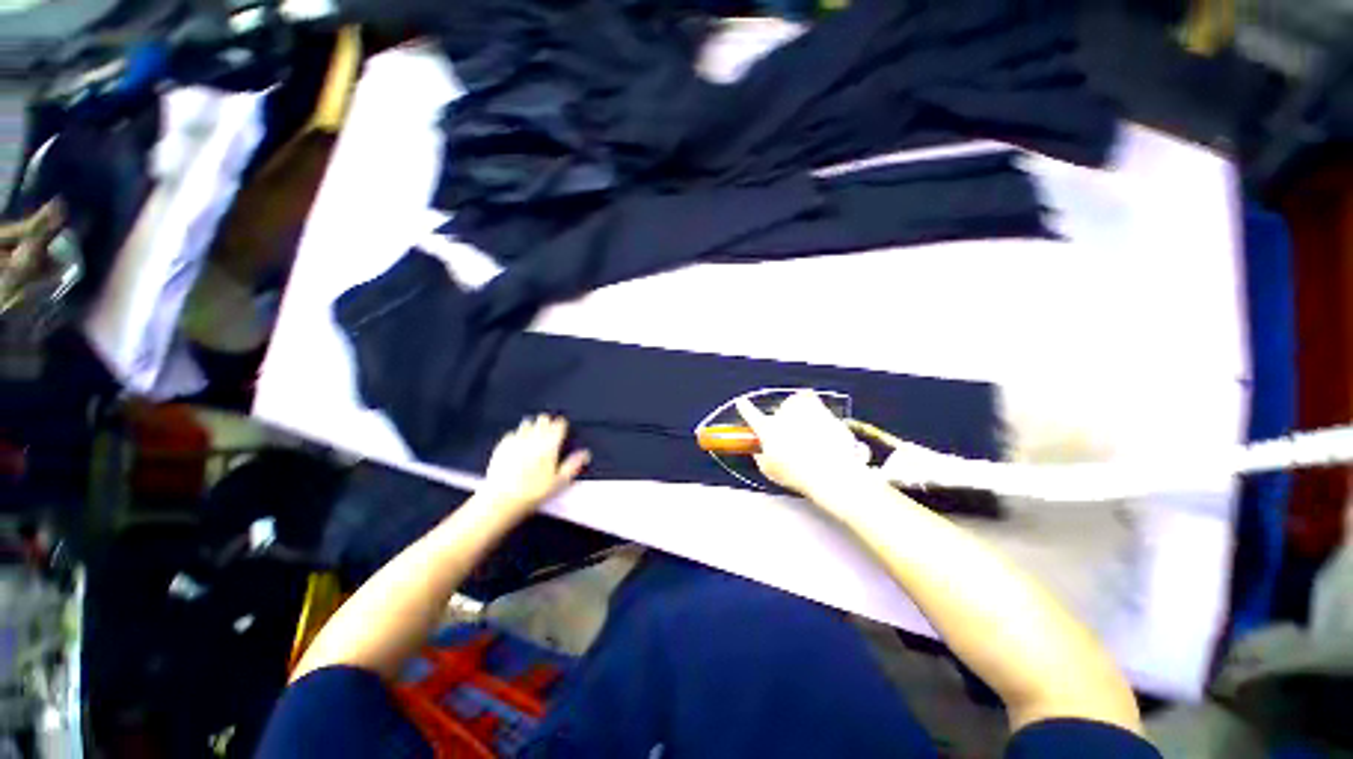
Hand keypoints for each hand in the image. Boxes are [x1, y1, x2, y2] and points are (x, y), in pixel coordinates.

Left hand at [480, 415, 590, 513]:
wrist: (503, 499)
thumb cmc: (534, 492)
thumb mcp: (559, 481)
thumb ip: (573, 464)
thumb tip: (586, 454)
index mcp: (550, 445)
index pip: (558, 426)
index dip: (561, 425)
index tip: (562, 426)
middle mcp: (534, 439)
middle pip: (542, 420)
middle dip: (547, 422)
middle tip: (548, 428)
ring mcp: (517, 441)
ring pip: (526, 423)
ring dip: (532, 426)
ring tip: (534, 432)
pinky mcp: (502, 446)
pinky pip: (511, 433)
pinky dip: (516, 435)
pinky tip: (518, 441)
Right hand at [736, 391, 871, 498]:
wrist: (832, 472)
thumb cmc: (800, 474)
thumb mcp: (771, 470)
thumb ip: (762, 457)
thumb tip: (760, 453)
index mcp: (767, 429)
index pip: (750, 414)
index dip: (745, 408)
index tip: (742, 402)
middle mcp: (782, 415)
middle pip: (779, 409)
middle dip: (784, 418)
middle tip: (792, 434)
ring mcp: (802, 409)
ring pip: (796, 402)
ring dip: (799, 411)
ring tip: (807, 429)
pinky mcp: (823, 409)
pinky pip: (814, 402)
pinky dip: (816, 411)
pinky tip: (821, 426)